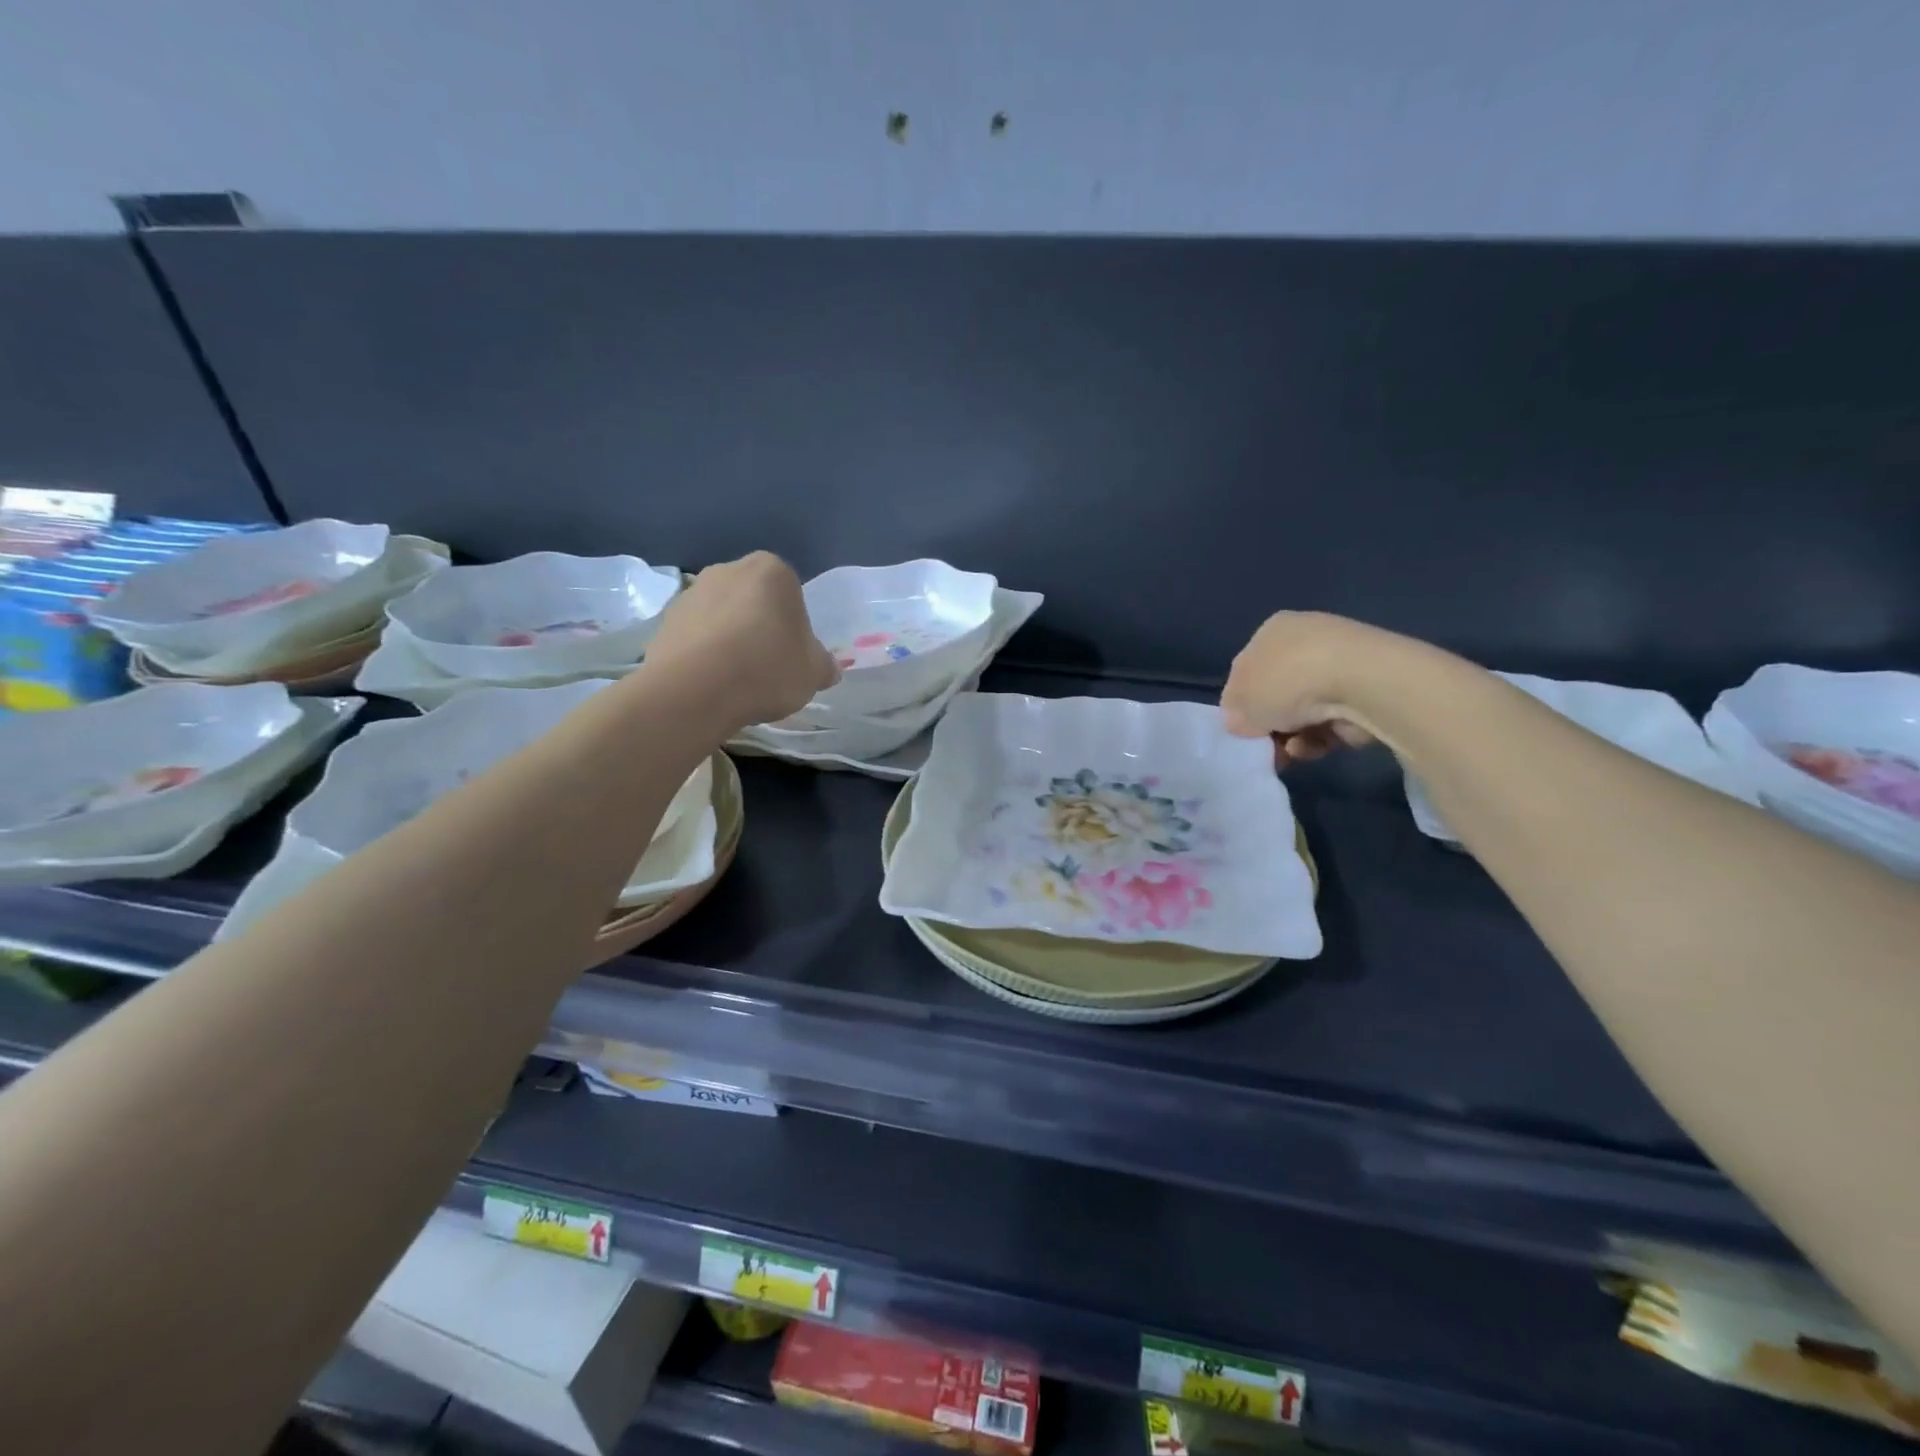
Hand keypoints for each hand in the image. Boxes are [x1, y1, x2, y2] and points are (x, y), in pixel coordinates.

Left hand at [644, 552, 837, 728]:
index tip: (792, 655)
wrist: (694, 690)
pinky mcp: (663, 620)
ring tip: (735, 680)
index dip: (795, 627)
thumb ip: (823, 665)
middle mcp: (728, 570)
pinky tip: (710, 683)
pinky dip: (704, 654)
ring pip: (722, 617)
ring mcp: (690, 593)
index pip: (792, 594)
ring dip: (729, 640)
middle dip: (760, 627)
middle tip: (767, 666)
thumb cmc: (766, 669)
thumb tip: (827, 668)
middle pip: (754, 600)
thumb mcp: (813, 673)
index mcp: (772, 570)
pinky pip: (695, 636)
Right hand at [1220, 612, 1405, 764]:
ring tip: (1290, 752)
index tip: (1242, 728)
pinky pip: (1332, 721)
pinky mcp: (1365, 692)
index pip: (1247, 669)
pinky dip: (1319, 738)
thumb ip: (1233, 714)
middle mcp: (1307, 640)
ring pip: (1304, 712)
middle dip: (1270, 724)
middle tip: (1264, 747)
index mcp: (1272, 630)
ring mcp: (1340, 665)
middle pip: (1278, 692)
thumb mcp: (1239, 701)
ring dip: (1291, 736)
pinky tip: (1313, 746)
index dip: (1241, 702)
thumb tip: (1242, 722)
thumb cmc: (1286, 680)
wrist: (1359, 682)